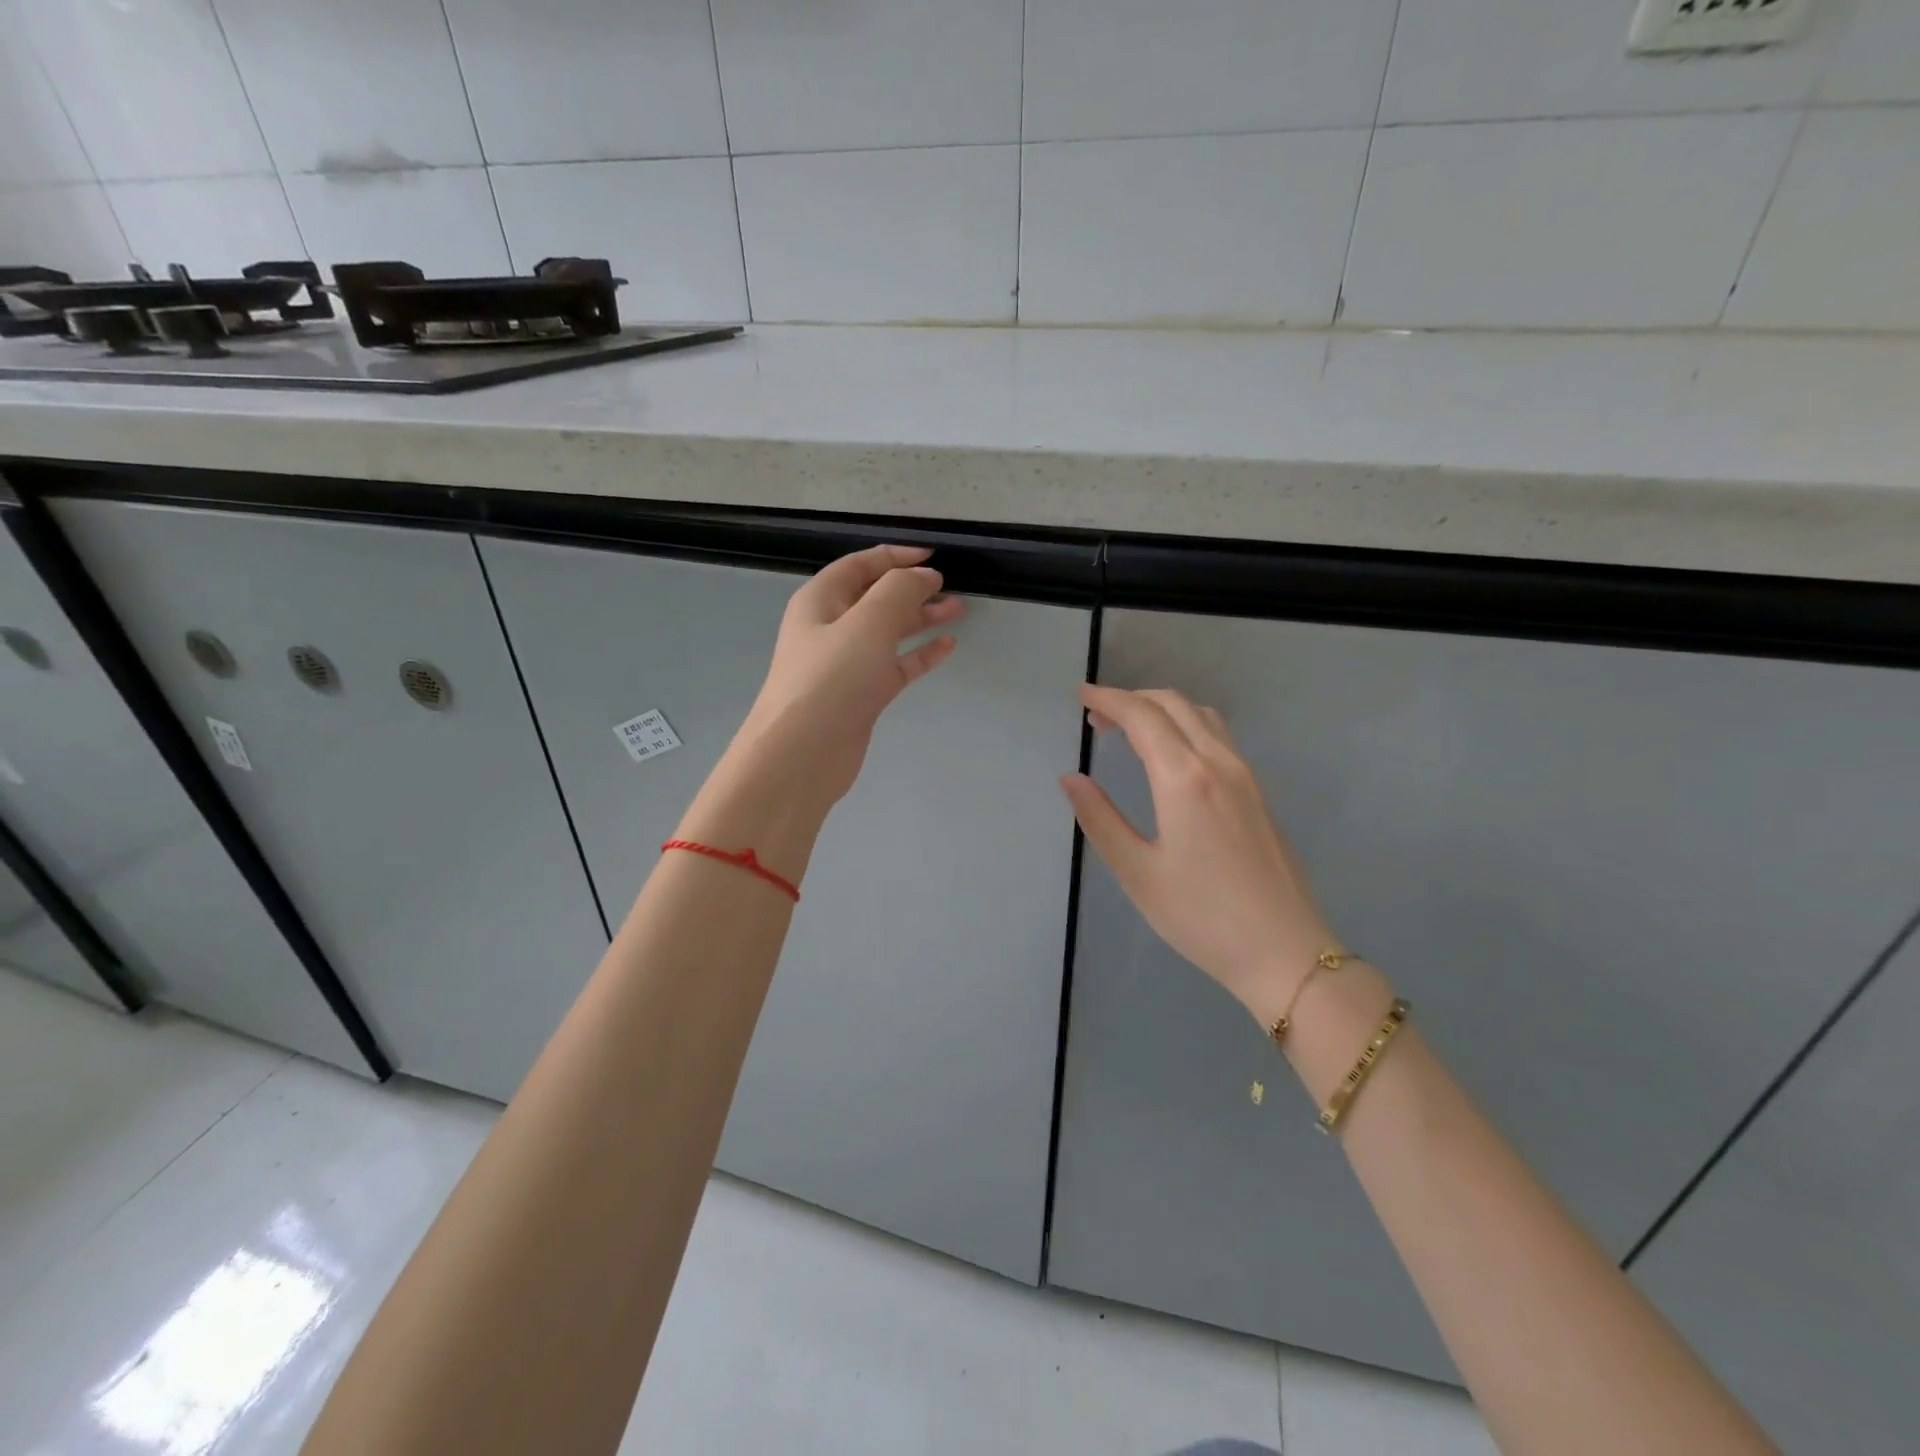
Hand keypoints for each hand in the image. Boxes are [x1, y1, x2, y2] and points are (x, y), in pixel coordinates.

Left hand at [733, 544, 962, 805]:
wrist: (802, 755)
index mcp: (821, 601)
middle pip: (875, 598)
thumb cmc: (831, 680)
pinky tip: (946, 647)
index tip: (932, 556)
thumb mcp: (868, 623)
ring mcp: (846, 664)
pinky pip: (895, 666)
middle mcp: (831, 628)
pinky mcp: (861, 695)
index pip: (859, 566)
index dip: (895, 556)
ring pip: (888, 632)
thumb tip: (924, 576)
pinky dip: (920, 655)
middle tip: (950, 587)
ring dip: (921, 619)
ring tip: (958, 610)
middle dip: (912, 589)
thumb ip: (900, 590)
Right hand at [1060, 684, 1337, 1026]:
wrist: (1285, 952)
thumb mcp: (1138, 872)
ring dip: (1162, 709)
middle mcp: (1219, 764)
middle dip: (1132, 699)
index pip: (1142, 716)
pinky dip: (1185, 726)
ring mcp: (1246, 777)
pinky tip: (1171, 756)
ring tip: (1130, 729)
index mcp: (1184, 778)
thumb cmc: (1202, 917)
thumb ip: (1100, 819)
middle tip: (1097, 714)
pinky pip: (1218, 737)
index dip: (1108, 699)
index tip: (1080, 695)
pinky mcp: (1258, 794)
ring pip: (1201, 716)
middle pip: (1174, 704)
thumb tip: (1070, 778)